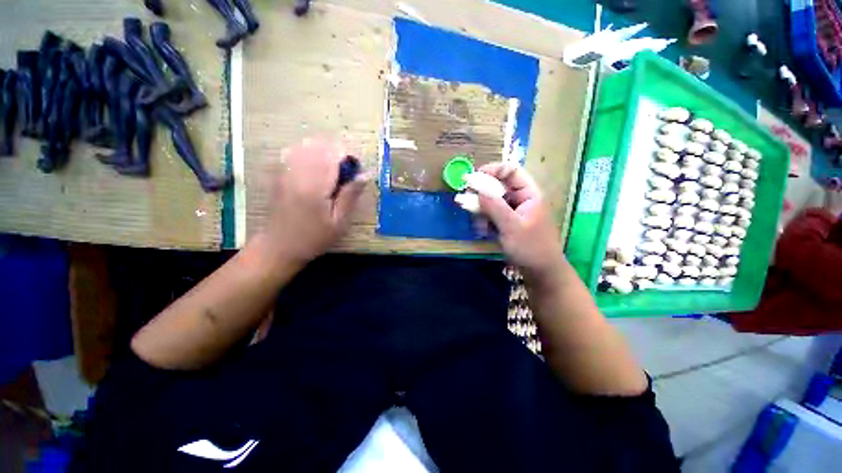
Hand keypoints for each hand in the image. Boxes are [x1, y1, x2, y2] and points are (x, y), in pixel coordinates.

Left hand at [258, 138, 367, 266]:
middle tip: (344, 173)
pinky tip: (314, 170)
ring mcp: (284, 172)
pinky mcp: (279, 175)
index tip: (355, 171)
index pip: (333, 154)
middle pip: (319, 145)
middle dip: (336, 153)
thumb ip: (351, 196)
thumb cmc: (314, 238)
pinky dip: (308, 155)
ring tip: (331, 172)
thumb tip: (366, 174)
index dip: (348, 157)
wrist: (279, 246)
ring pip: (306, 146)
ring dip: (323, 153)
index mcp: (315, 186)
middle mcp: (297, 173)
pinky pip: (294, 153)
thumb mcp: (339, 222)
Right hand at [475, 162, 563, 277]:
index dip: (491, 170)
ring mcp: (513, 210)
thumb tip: (476, 189)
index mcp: (529, 193)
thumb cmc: (530, 248)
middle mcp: (521, 198)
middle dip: (481, 194)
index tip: (472, 178)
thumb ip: (493, 206)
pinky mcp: (507, 221)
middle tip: (466, 201)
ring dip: (482, 210)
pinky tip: (484, 231)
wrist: (540, 272)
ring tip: (479, 225)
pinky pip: (492, 214)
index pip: (510, 171)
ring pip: (492, 201)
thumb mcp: (511, 226)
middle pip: (498, 186)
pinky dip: (485, 220)